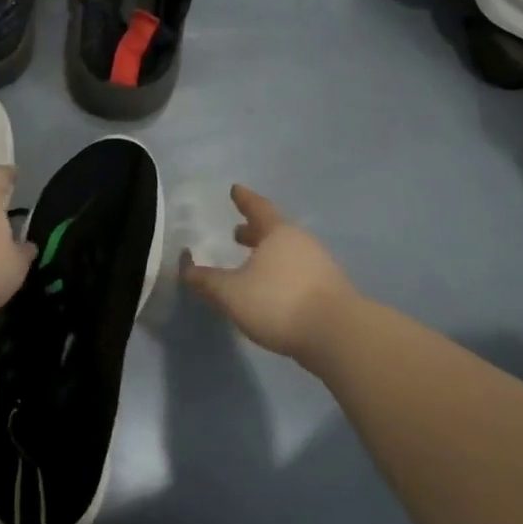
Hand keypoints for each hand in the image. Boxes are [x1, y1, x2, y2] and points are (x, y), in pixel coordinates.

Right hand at [181, 185, 353, 359]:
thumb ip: (206, 281)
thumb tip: (185, 269)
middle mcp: (302, 243)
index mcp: (278, 234)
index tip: (235, 189)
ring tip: (251, 266)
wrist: (337, 334)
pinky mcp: (330, 290)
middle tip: (237, 233)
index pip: (258, 208)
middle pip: (274, 231)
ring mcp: (320, 266)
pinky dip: (281, 275)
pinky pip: (298, 273)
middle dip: (254, 232)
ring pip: (287, 253)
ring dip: (268, 255)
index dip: (244, 199)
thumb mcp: (231, 293)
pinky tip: (272, 291)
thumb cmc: (278, 302)